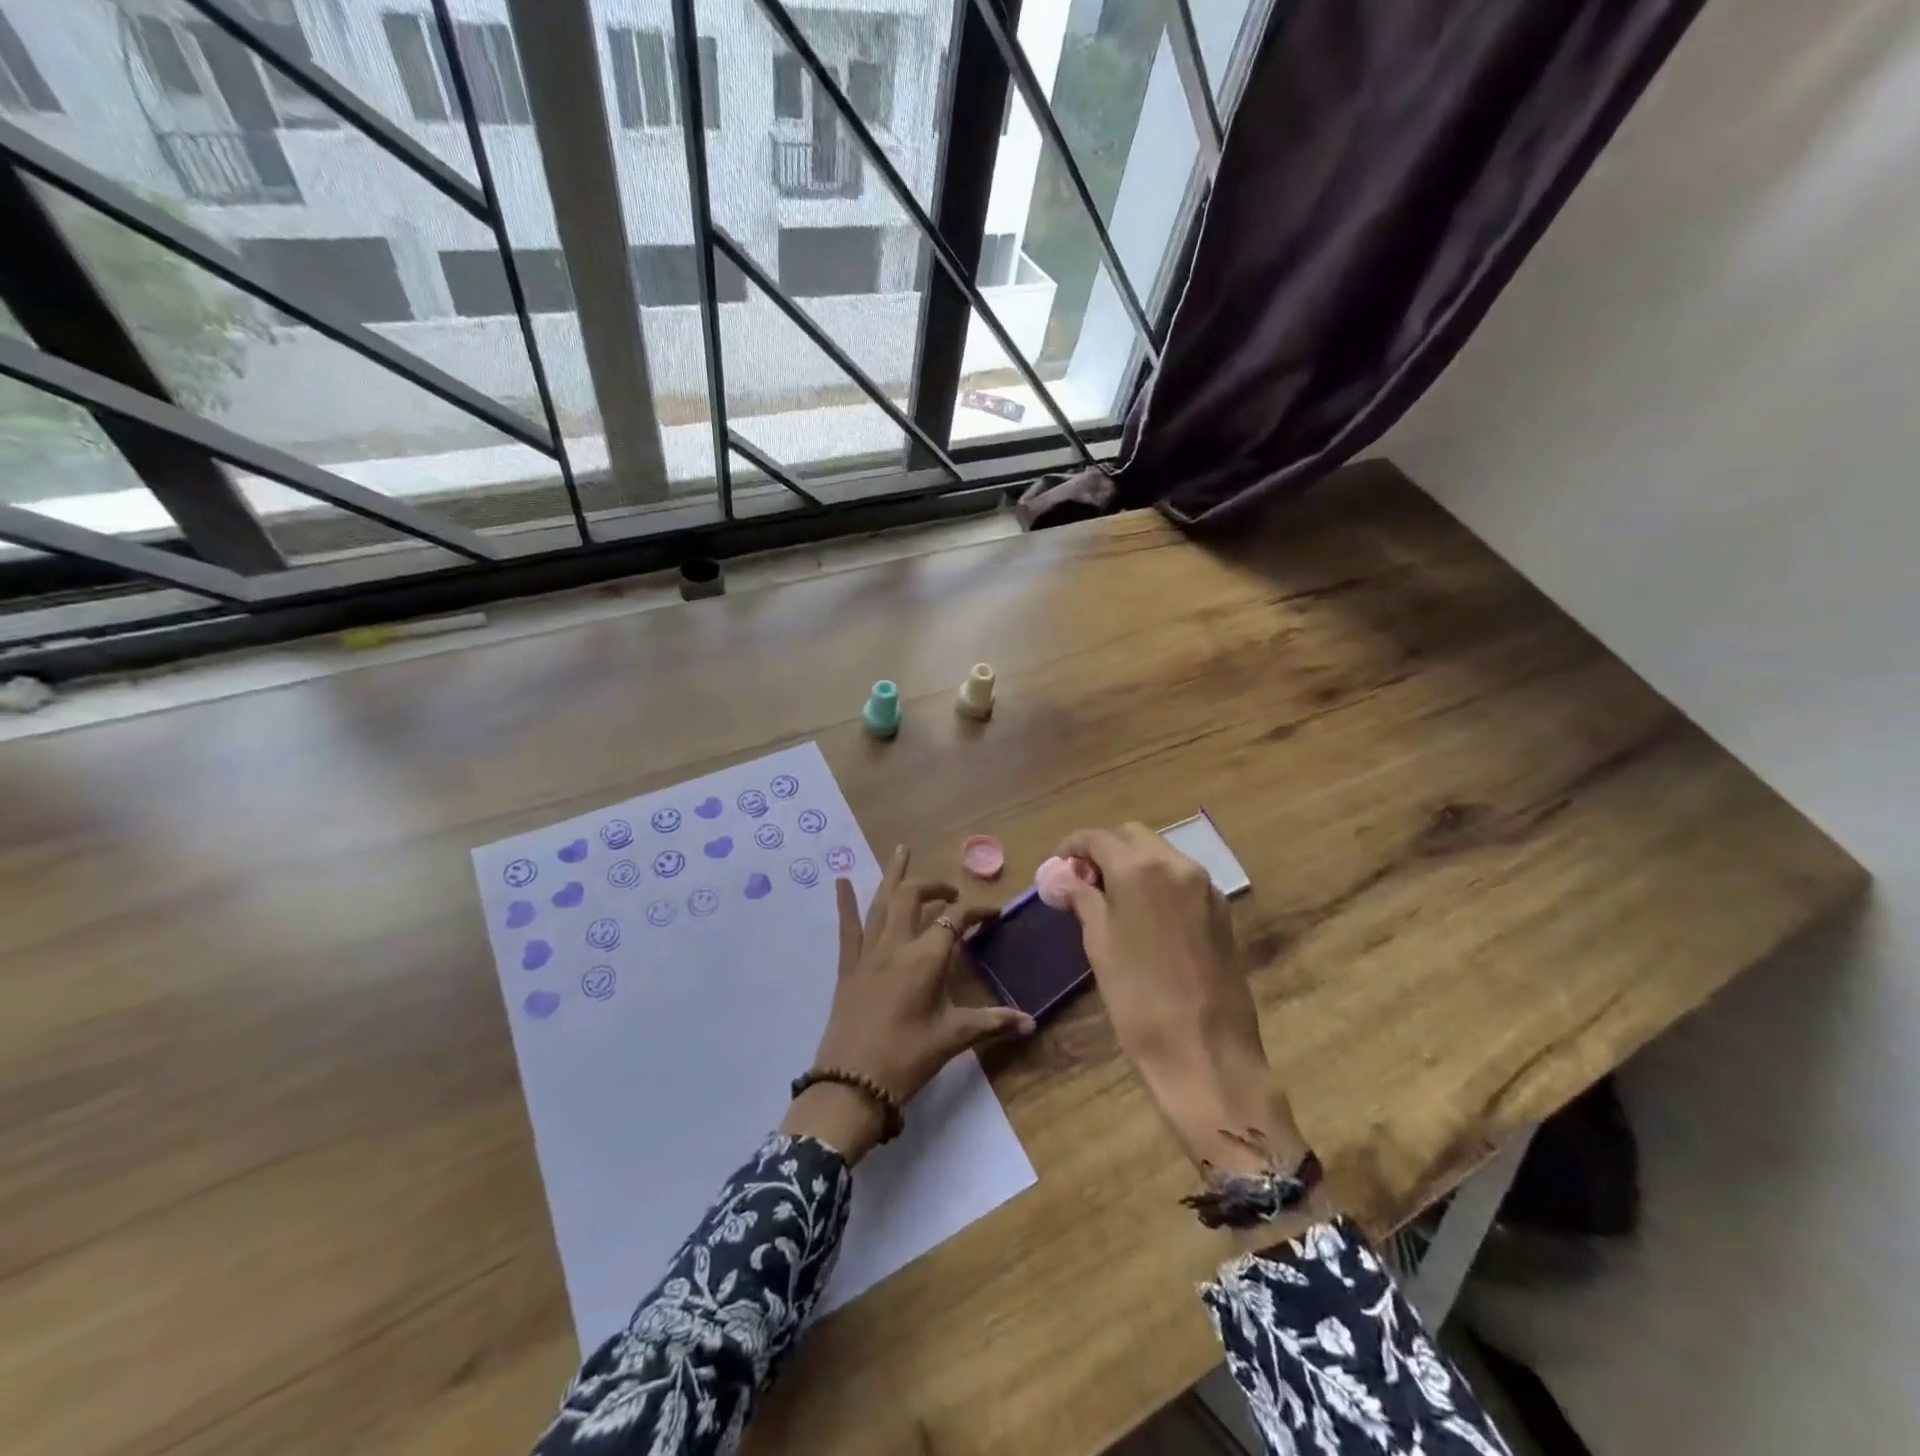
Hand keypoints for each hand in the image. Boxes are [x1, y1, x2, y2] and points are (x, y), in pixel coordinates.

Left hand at [781, 846, 1034, 1164]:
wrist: (851, 1084)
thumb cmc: (907, 1058)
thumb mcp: (953, 1038)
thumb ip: (992, 1023)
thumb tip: (1031, 1022)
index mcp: (926, 958)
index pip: (955, 920)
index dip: (977, 912)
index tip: (993, 915)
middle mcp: (896, 944)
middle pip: (914, 897)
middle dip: (935, 886)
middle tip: (951, 891)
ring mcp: (868, 952)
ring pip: (881, 902)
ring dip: (893, 874)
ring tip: (902, 849)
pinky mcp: (847, 965)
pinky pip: (847, 927)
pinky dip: (845, 901)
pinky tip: (840, 879)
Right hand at [1053, 824, 1308, 1180]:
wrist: (1206, 1052)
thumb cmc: (1138, 998)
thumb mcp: (1099, 944)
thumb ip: (1082, 899)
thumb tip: (1062, 877)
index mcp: (1141, 868)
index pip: (1098, 838)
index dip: (1073, 846)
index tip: (1058, 864)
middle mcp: (1177, 865)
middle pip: (1133, 837)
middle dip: (1105, 850)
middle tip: (1084, 881)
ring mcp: (1205, 887)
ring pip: (1161, 854)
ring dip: (1133, 864)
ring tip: (1111, 899)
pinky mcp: (1221, 911)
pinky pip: (1182, 879)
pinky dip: (1158, 882)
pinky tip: (1144, 915)